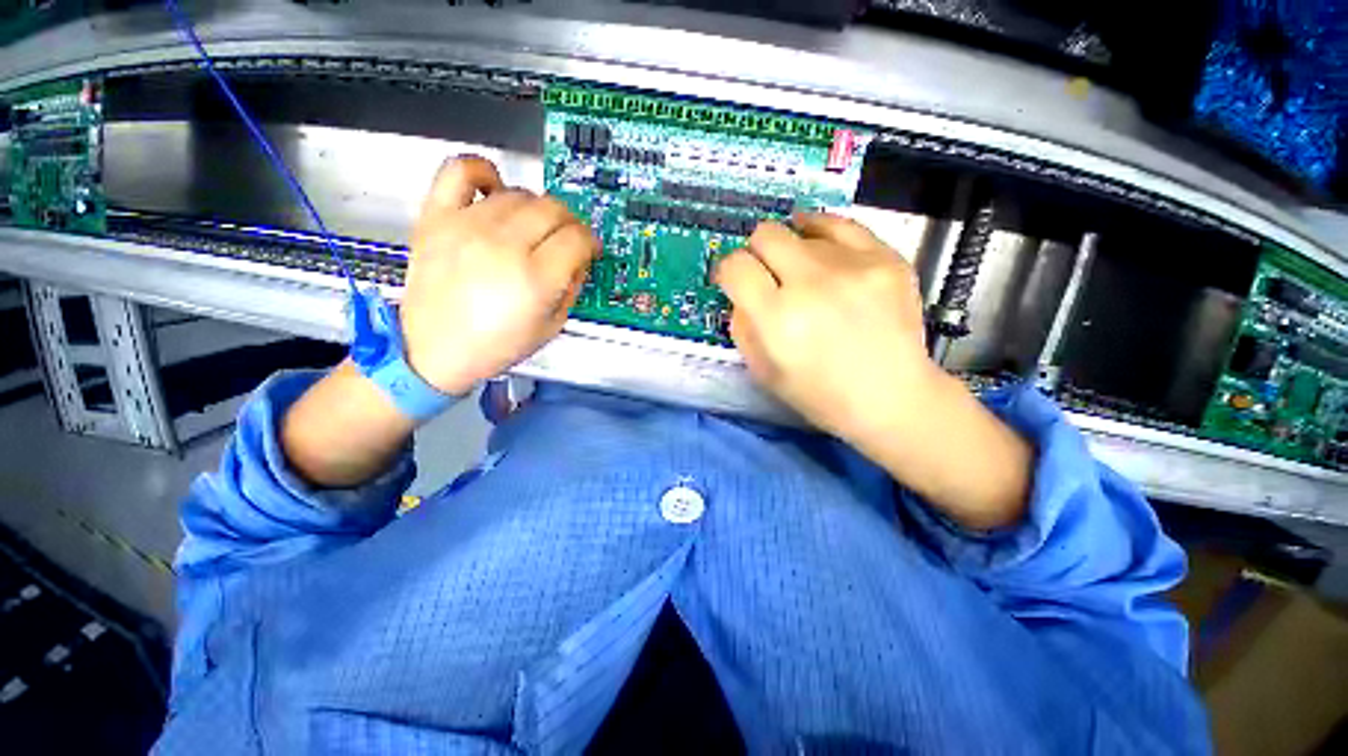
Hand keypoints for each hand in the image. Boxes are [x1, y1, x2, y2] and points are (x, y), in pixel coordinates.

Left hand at [400, 156, 598, 395]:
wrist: (434, 350)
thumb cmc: (494, 345)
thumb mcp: (552, 326)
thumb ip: (572, 287)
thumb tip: (578, 258)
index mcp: (536, 279)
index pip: (578, 238)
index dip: (590, 243)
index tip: (589, 249)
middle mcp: (504, 246)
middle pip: (553, 210)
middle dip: (570, 224)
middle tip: (566, 239)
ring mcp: (468, 226)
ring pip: (519, 194)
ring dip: (536, 208)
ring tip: (532, 227)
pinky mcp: (438, 217)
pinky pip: (461, 171)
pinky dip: (482, 171)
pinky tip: (494, 188)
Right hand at [714, 214, 935, 441]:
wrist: (892, 398)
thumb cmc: (819, 394)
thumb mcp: (762, 371)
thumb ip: (742, 325)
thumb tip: (741, 291)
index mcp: (777, 318)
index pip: (735, 266)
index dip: (729, 272)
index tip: (736, 282)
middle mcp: (812, 284)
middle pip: (766, 234)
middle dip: (757, 252)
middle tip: (767, 274)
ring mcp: (854, 266)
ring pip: (802, 229)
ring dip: (792, 250)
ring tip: (801, 271)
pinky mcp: (887, 259)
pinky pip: (843, 224)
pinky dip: (823, 232)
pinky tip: (819, 241)